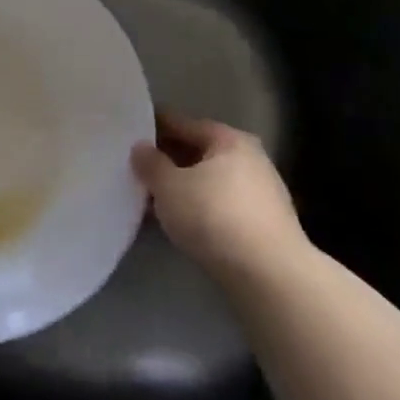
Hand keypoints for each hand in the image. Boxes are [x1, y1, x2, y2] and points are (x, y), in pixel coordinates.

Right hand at [132, 115, 307, 289]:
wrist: (269, 276)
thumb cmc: (214, 216)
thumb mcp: (168, 186)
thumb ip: (150, 163)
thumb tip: (141, 148)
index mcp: (230, 139)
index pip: (184, 124)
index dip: (154, 127)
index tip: (130, 134)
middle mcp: (251, 159)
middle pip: (199, 153)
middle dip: (168, 160)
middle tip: (136, 168)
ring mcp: (261, 194)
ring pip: (209, 182)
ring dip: (183, 187)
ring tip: (152, 198)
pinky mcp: (263, 227)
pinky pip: (220, 207)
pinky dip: (198, 209)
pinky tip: (179, 222)